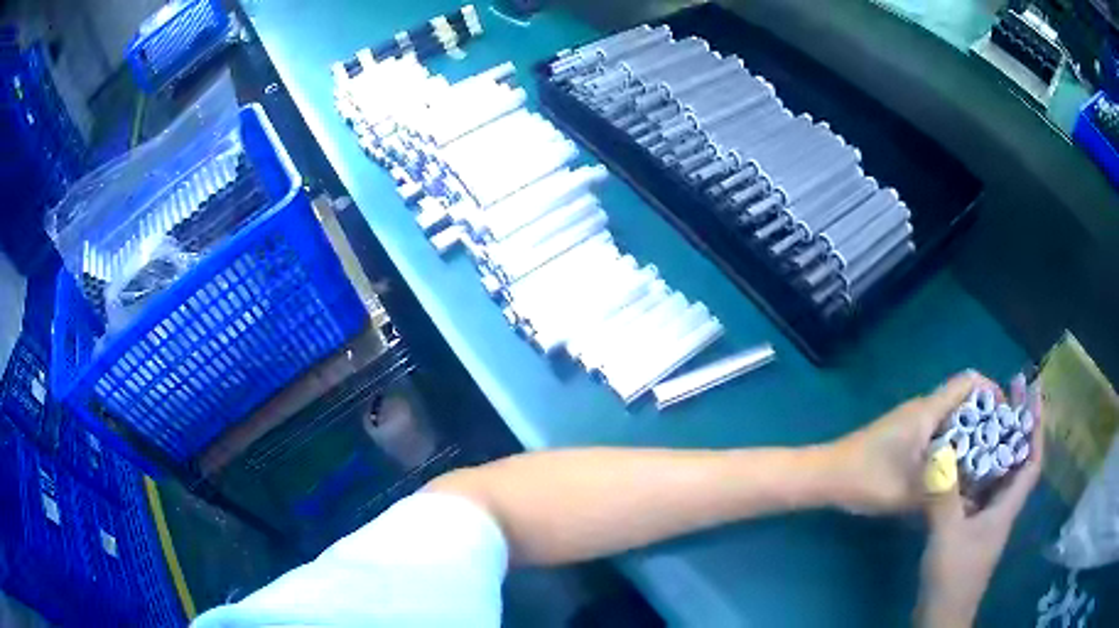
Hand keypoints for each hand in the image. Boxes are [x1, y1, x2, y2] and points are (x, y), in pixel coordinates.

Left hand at [824, 371, 994, 514]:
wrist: (824, 475)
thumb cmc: (866, 478)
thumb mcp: (908, 492)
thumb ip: (942, 491)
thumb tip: (973, 494)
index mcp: (927, 411)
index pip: (968, 382)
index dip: (991, 391)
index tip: (1005, 417)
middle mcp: (922, 408)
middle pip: (962, 399)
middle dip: (983, 417)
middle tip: (998, 445)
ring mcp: (911, 421)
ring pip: (949, 416)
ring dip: (967, 432)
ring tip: (983, 459)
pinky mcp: (902, 435)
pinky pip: (936, 430)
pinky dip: (950, 442)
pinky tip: (954, 469)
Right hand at [916, 374, 1043, 627]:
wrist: (941, 615)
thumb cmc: (952, 576)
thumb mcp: (947, 537)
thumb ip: (944, 497)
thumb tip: (938, 454)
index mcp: (1006, 507)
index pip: (1032, 461)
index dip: (1037, 426)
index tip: (1035, 393)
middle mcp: (1003, 508)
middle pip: (1019, 460)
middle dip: (1019, 424)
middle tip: (1010, 391)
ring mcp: (988, 519)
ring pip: (1001, 474)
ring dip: (1000, 444)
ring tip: (989, 417)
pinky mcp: (973, 528)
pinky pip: (983, 487)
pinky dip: (980, 468)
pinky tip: (965, 461)